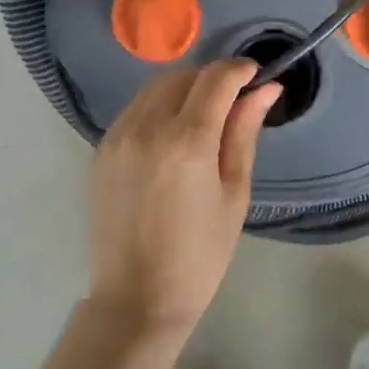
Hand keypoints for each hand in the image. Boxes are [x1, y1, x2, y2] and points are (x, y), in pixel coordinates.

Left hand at [87, 59, 280, 338]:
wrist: (137, 298)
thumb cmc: (200, 254)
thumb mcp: (234, 193)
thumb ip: (244, 132)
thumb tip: (266, 88)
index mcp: (187, 142)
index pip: (216, 78)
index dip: (240, 70)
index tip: (257, 76)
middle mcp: (147, 128)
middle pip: (184, 75)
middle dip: (212, 79)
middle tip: (233, 103)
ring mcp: (118, 137)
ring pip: (156, 87)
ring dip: (184, 89)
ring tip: (204, 118)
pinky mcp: (102, 149)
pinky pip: (136, 109)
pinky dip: (159, 107)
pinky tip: (173, 135)